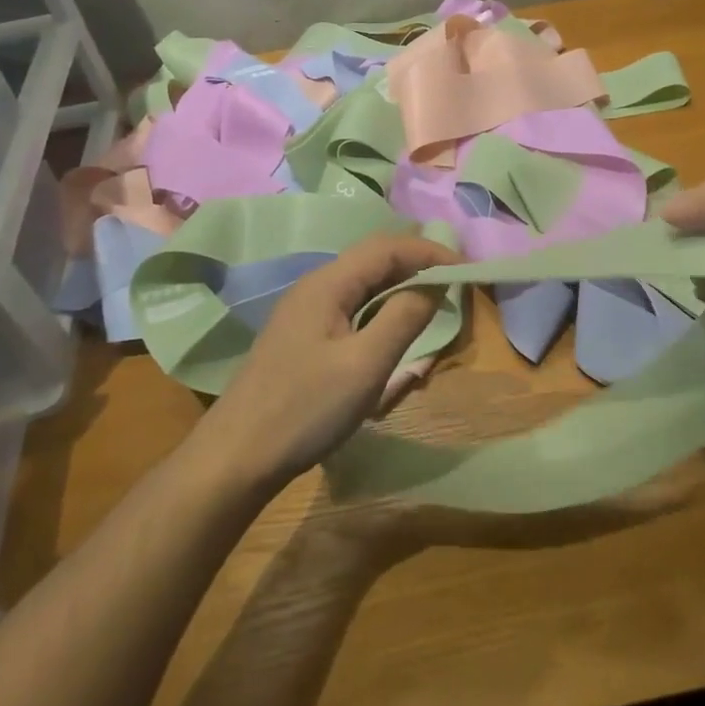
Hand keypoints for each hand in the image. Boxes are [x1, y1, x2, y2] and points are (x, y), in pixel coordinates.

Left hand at [198, 235, 456, 490]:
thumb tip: (435, 283)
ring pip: (364, 287)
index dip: (430, 251)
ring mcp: (306, 313)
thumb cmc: (305, 409)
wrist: (237, 458)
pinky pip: (352, 311)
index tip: (468, 270)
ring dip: (401, 291)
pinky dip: (382, 313)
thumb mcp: (365, 365)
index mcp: (327, 283)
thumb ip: (404, 318)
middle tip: (456, 286)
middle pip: (375, 261)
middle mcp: (315, 287)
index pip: (388, 247)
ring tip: (433, 307)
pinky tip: (394, 337)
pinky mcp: (303, 338)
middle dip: (418, 267)